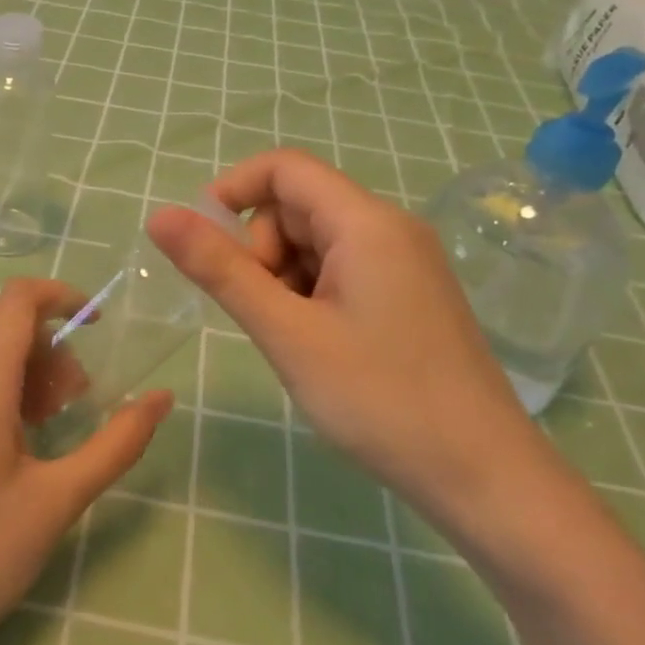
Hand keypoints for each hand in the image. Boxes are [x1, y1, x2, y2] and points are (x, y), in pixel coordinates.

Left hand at [0, 278, 171, 644]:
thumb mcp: (59, 498)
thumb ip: (117, 443)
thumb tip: (162, 398)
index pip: (20, 299)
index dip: (65, 297)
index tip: (101, 328)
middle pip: (3, 324)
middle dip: (52, 346)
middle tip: (78, 402)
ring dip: (27, 369)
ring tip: (50, 427)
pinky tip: (13, 446)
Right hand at [149, 150, 547, 514]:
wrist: (483, 476)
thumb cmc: (379, 399)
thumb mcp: (287, 333)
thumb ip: (221, 271)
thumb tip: (160, 216)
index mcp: (366, 223)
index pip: (284, 168)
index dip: (231, 192)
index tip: (201, 247)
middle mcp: (390, 230)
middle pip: (298, 208)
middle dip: (260, 251)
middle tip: (261, 316)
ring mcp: (404, 265)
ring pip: (316, 245)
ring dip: (283, 280)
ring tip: (293, 342)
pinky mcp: (408, 298)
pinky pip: (340, 274)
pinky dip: (310, 298)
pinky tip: (318, 348)